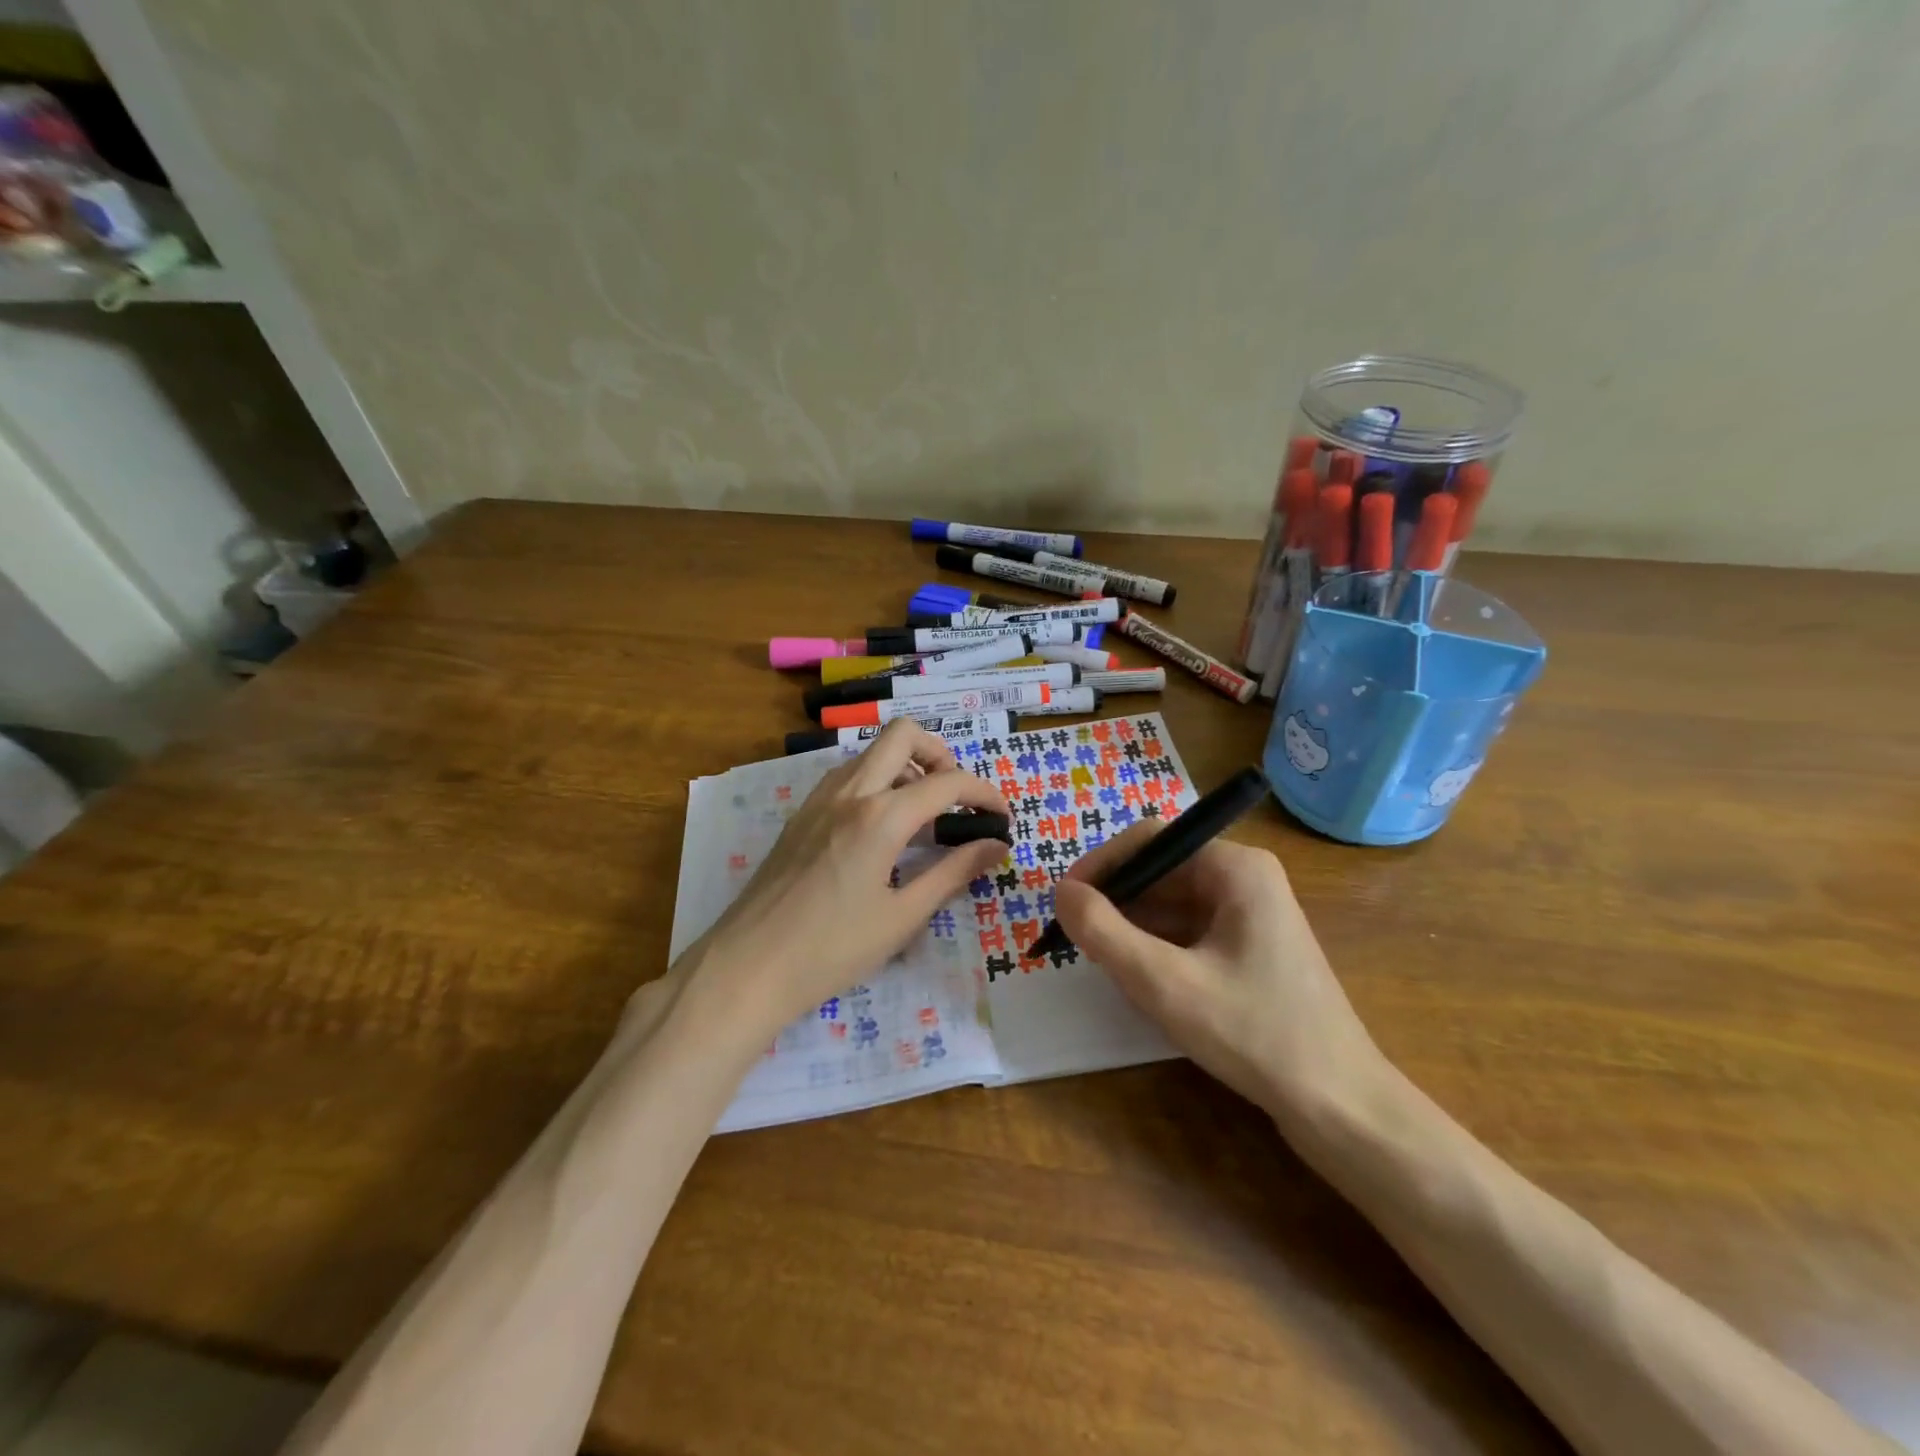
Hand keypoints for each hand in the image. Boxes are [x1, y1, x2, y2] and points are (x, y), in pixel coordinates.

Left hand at [677, 720, 1008, 1039]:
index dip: (984, 794)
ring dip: (907, 767)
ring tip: (922, 818)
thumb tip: (996, 846)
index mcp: (880, 816)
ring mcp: (819, 798)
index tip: (1002, 817)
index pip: (948, 782)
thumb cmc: (831, 949)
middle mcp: (850, 792)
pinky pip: (848, 776)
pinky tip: (881, 831)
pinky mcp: (801, 814)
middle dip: (942, 755)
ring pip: (872, 752)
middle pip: (904, 735)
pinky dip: (877, 783)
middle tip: (956, 800)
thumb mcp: (902, 917)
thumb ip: (953, 873)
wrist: (747, 966)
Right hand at [1053, 823, 1385, 1120]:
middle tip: (1076, 938)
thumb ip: (1103, 932)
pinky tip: (1140, 981)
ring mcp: (1252, 915)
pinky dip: (1158, 948)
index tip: (1064, 901)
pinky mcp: (1252, 949)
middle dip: (1116, 901)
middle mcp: (1246, 879)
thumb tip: (1060, 892)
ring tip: (1102, 962)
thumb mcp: (1164, 983)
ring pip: (1172, 905)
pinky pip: (1190, 931)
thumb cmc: (1253, 1033)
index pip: (1151, 840)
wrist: (1340, 1107)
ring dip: (1133, 928)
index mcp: (1235, 868)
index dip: (1101, 864)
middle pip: (1161, 872)